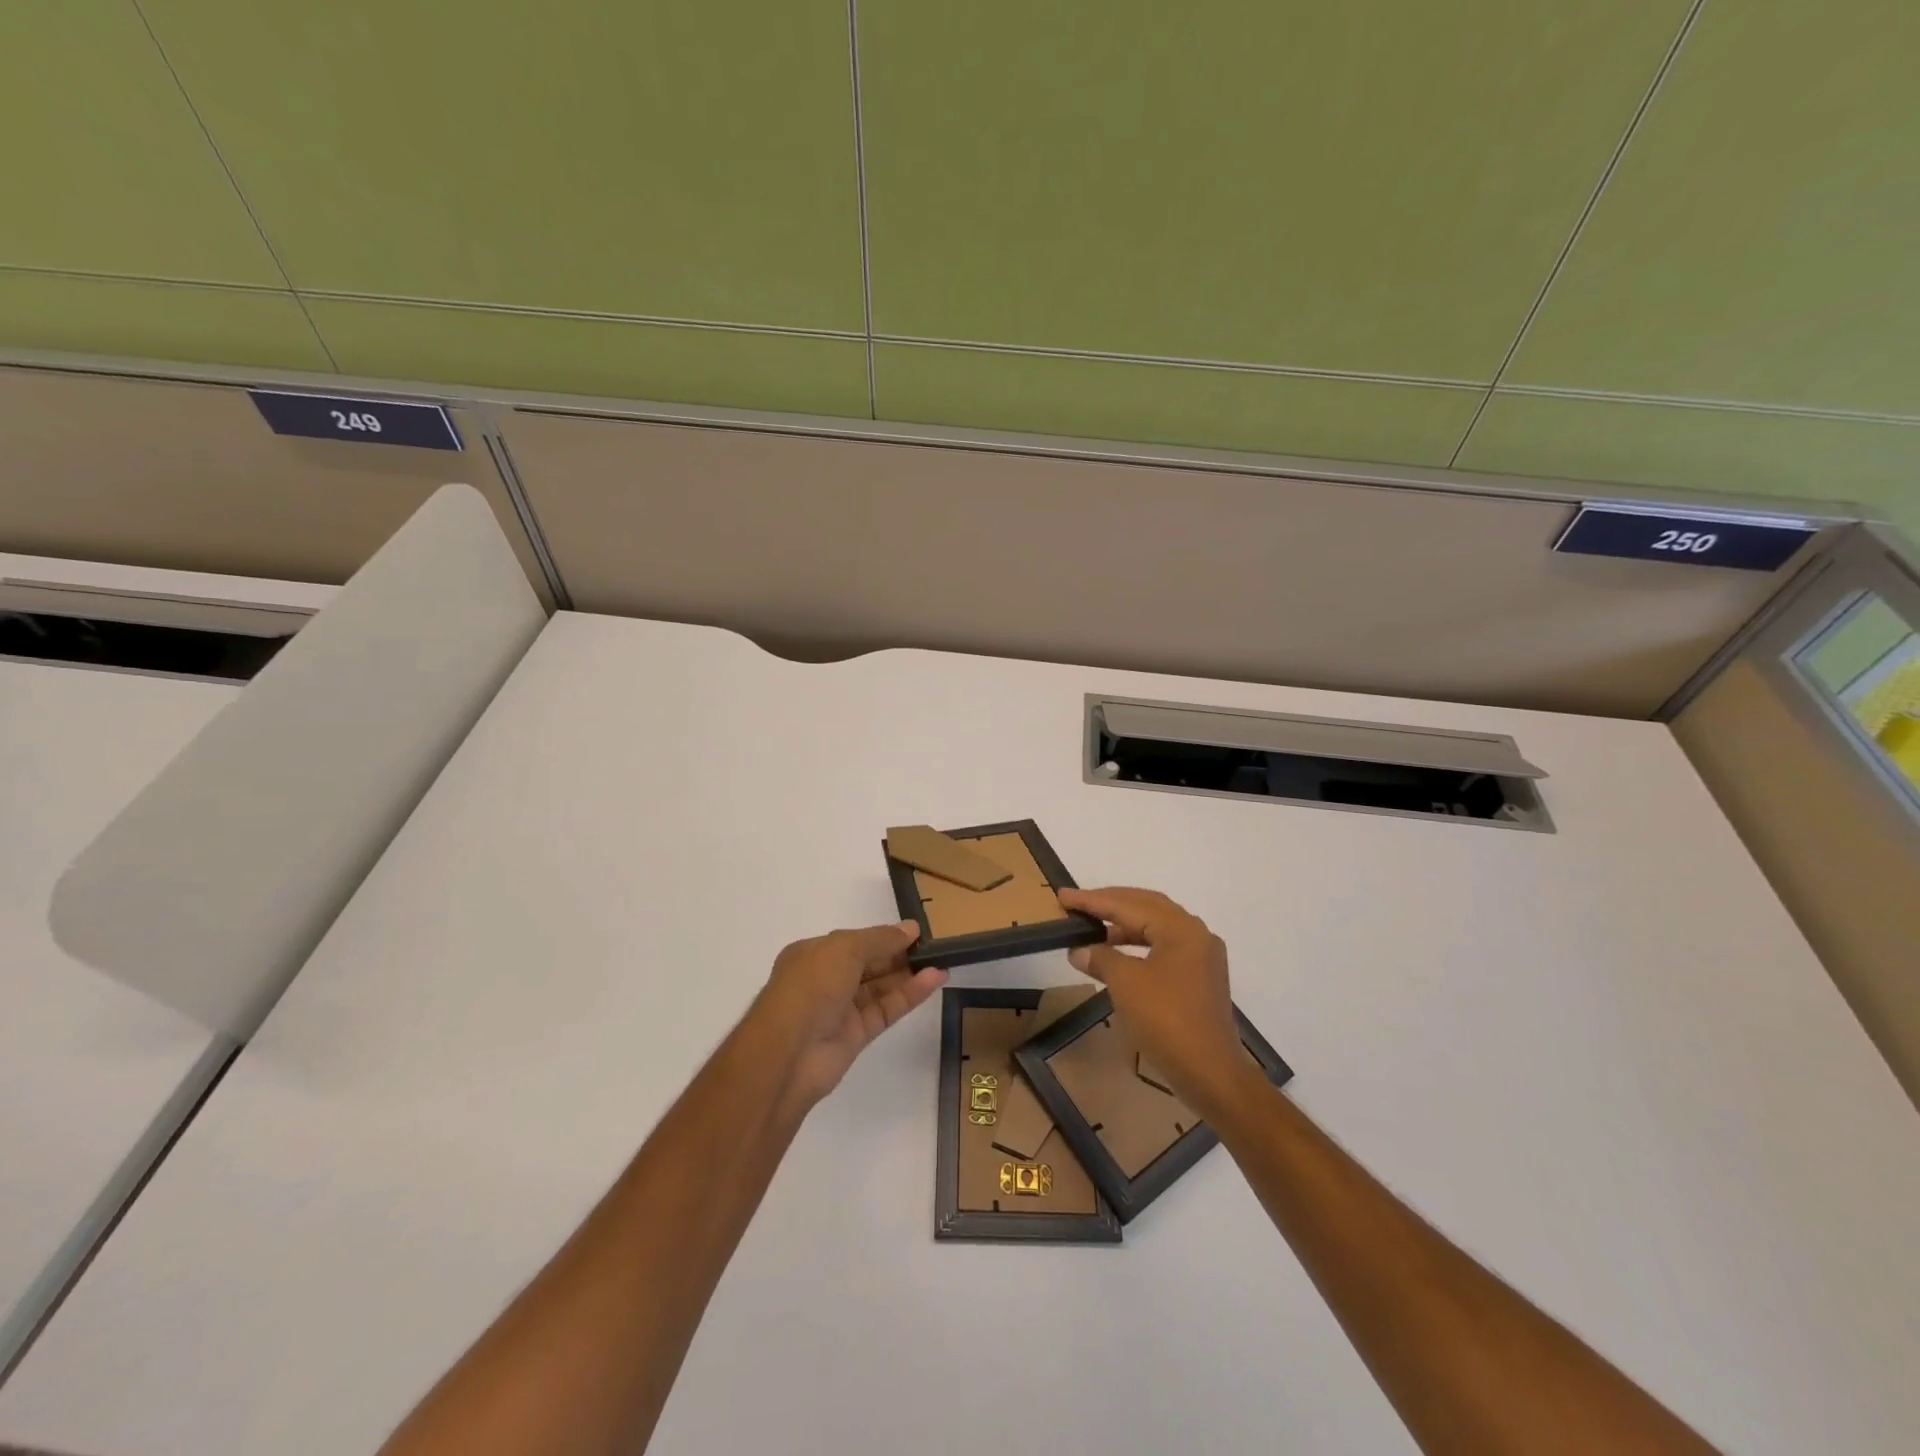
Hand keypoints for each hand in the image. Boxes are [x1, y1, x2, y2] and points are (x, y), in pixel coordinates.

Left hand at [753, 921, 946, 1112]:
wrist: (788, 1054)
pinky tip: (934, 980)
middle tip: (935, 946)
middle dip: (899, 954)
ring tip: (943, 960)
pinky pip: (886, 1009)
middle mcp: (825, 980)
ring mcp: (840, 1009)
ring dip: (909, 974)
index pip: (854, 941)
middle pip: (869, 963)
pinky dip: (909, 995)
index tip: (916, 931)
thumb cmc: (810, 986)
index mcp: (813, 954)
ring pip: (880, 987)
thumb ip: (880, 938)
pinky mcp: (855, 1036)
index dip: (883, 935)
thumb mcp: (844, 949)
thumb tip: (910, 928)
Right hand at [1057, 887, 1254, 1113]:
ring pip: (1156, 927)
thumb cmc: (1166, 1020)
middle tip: (1079, 904)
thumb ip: (1100, 958)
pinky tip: (1118, 956)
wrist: (1210, 1072)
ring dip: (1124, 926)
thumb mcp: (1125, 983)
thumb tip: (1079, 950)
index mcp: (1181, 928)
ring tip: (1094, 931)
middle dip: (1111, 904)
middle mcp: (1195, 934)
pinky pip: (1163, 947)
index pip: (1129, 904)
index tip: (1064, 896)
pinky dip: (1138, 945)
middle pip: (1147, 907)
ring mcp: (1201, 957)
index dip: (1093, 900)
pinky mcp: (1200, 978)